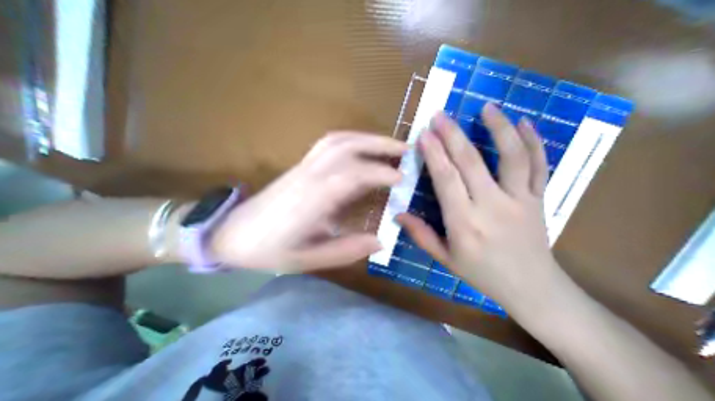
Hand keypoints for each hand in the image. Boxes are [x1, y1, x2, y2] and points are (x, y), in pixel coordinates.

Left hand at [210, 133, 404, 272]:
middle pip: (348, 147)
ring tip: (391, 146)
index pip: (353, 175)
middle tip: (407, 150)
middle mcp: (310, 175)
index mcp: (312, 199)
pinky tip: (364, 148)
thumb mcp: (308, 260)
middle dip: (381, 144)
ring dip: (368, 138)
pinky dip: (352, 141)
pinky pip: (330, 143)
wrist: (232, 233)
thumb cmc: (269, 250)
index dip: (380, 172)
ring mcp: (304, 166)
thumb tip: (381, 241)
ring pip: (339, 140)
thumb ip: (346, 251)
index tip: (403, 178)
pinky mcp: (301, 165)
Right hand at [400, 105, 560, 311]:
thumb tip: (398, 214)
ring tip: (487, 107)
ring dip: (498, 128)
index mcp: (465, 223)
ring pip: (511, 157)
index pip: (446, 180)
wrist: (533, 289)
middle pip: (471, 163)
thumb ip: (420, 234)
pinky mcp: (539, 199)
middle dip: (453, 135)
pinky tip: (524, 123)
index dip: (434, 155)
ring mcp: (520, 200)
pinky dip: (533, 142)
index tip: (424, 135)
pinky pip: (539, 166)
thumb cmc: (482, 274)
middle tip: (440, 115)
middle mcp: (492, 206)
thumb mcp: (445, 259)